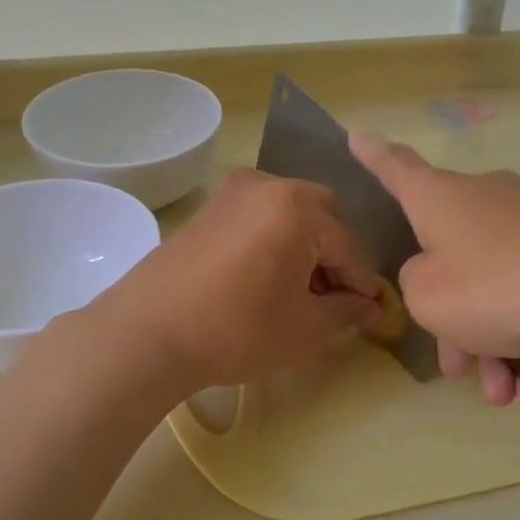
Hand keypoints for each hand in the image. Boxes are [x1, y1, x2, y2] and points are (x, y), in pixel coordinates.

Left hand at [96, 168, 381, 390]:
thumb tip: (371, 307)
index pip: (348, 247)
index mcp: (298, 207)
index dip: (362, 284)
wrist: (146, 334)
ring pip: (290, 213)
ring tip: (298, 292)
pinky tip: (265, 279)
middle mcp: (268, 184)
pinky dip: (274, 240)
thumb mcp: (305, 328)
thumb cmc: (236, 330)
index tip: (372, 312)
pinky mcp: (209, 208)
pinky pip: (259, 216)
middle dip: (334, 256)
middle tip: (330, 299)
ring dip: (305, 246)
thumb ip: (347, 311)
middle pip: (322, 217)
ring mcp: (233, 192)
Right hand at [349, 131, 519, 413]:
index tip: (355, 134)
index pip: (396, 168)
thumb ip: (413, 283)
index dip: (373, 156)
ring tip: (506, 396)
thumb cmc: (497, 287)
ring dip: (493, 348)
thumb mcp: (427, 296)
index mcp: (441, 199)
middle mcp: (486, 201)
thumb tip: (436, 274)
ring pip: (495, 291)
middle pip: (451, 259)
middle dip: (452, 323)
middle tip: (458, 370)